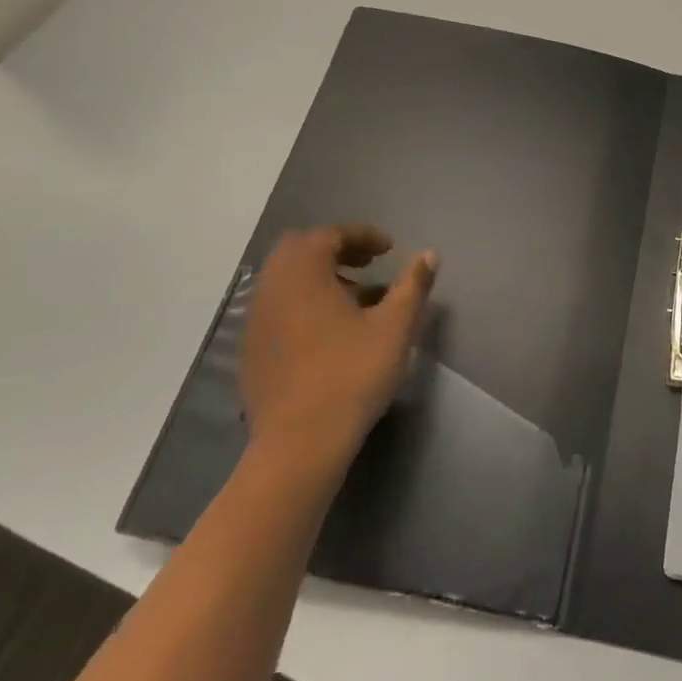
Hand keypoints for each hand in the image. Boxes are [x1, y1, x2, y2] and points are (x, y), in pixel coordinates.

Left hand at [238, 225, 437, 467]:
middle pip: (301, 250)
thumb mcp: (394, 327)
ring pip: (288, 280)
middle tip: (370, 263)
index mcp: (303, 273)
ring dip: (321, 276)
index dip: (362, 235)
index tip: (389, 248)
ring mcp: (256, 320)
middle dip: (337, 249)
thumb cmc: (351, 376)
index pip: (329, 234)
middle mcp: (272, 288)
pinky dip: (304, 302)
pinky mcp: (252, 349)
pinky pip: (279, 307)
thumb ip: (413, 285)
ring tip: (358, 297)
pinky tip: (332, 331)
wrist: (298, 445)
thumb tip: (429, 255)